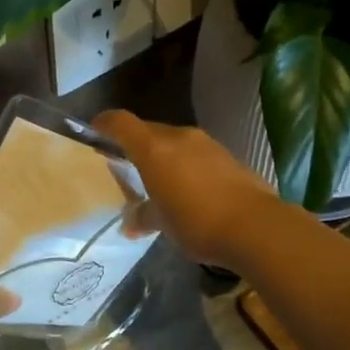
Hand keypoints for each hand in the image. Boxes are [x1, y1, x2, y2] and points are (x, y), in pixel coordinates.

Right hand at [92, 110, 281, 265]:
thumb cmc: (197, 223)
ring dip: (163, 155)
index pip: (121, 122)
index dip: (105, 124)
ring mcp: (207, 144)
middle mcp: (180, 137)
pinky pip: (196, 153)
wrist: (255, 226)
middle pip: (148, 131)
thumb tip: (131, 223)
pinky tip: (190, 189)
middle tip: (126, 165)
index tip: (94, 133)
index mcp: (155, 149)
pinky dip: (186, 164)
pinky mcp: (228, 156)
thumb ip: (144, 217)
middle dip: (135, 145)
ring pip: (175, 142)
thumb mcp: (163, 224)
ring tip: (159, 181)